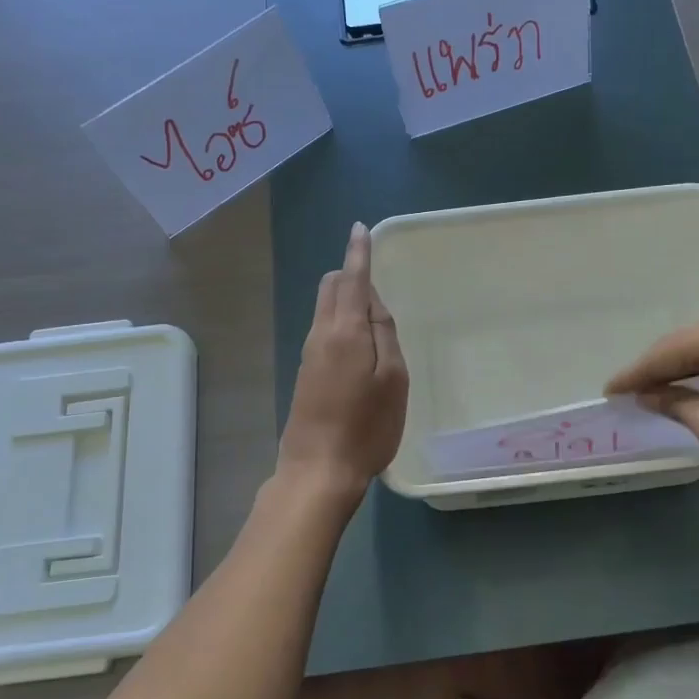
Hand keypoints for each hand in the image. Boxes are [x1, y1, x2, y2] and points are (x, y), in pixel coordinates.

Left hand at [277, 223, 408, 502]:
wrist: (318, 470)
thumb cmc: (366, 426)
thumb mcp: (393, 379)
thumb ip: (385, 335)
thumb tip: (374, 304)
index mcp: (346, 330)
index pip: (353, 278)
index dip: (358, 252)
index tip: (359, 228)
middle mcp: (322, 334)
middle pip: (331, 287)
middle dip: (350, 272)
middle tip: (375, 278)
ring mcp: (309, 353)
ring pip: (325, 308)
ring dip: (346, 298)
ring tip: (374, 313)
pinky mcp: (305, 372)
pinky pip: (324, 329)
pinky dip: (341, 320)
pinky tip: (359, 342)